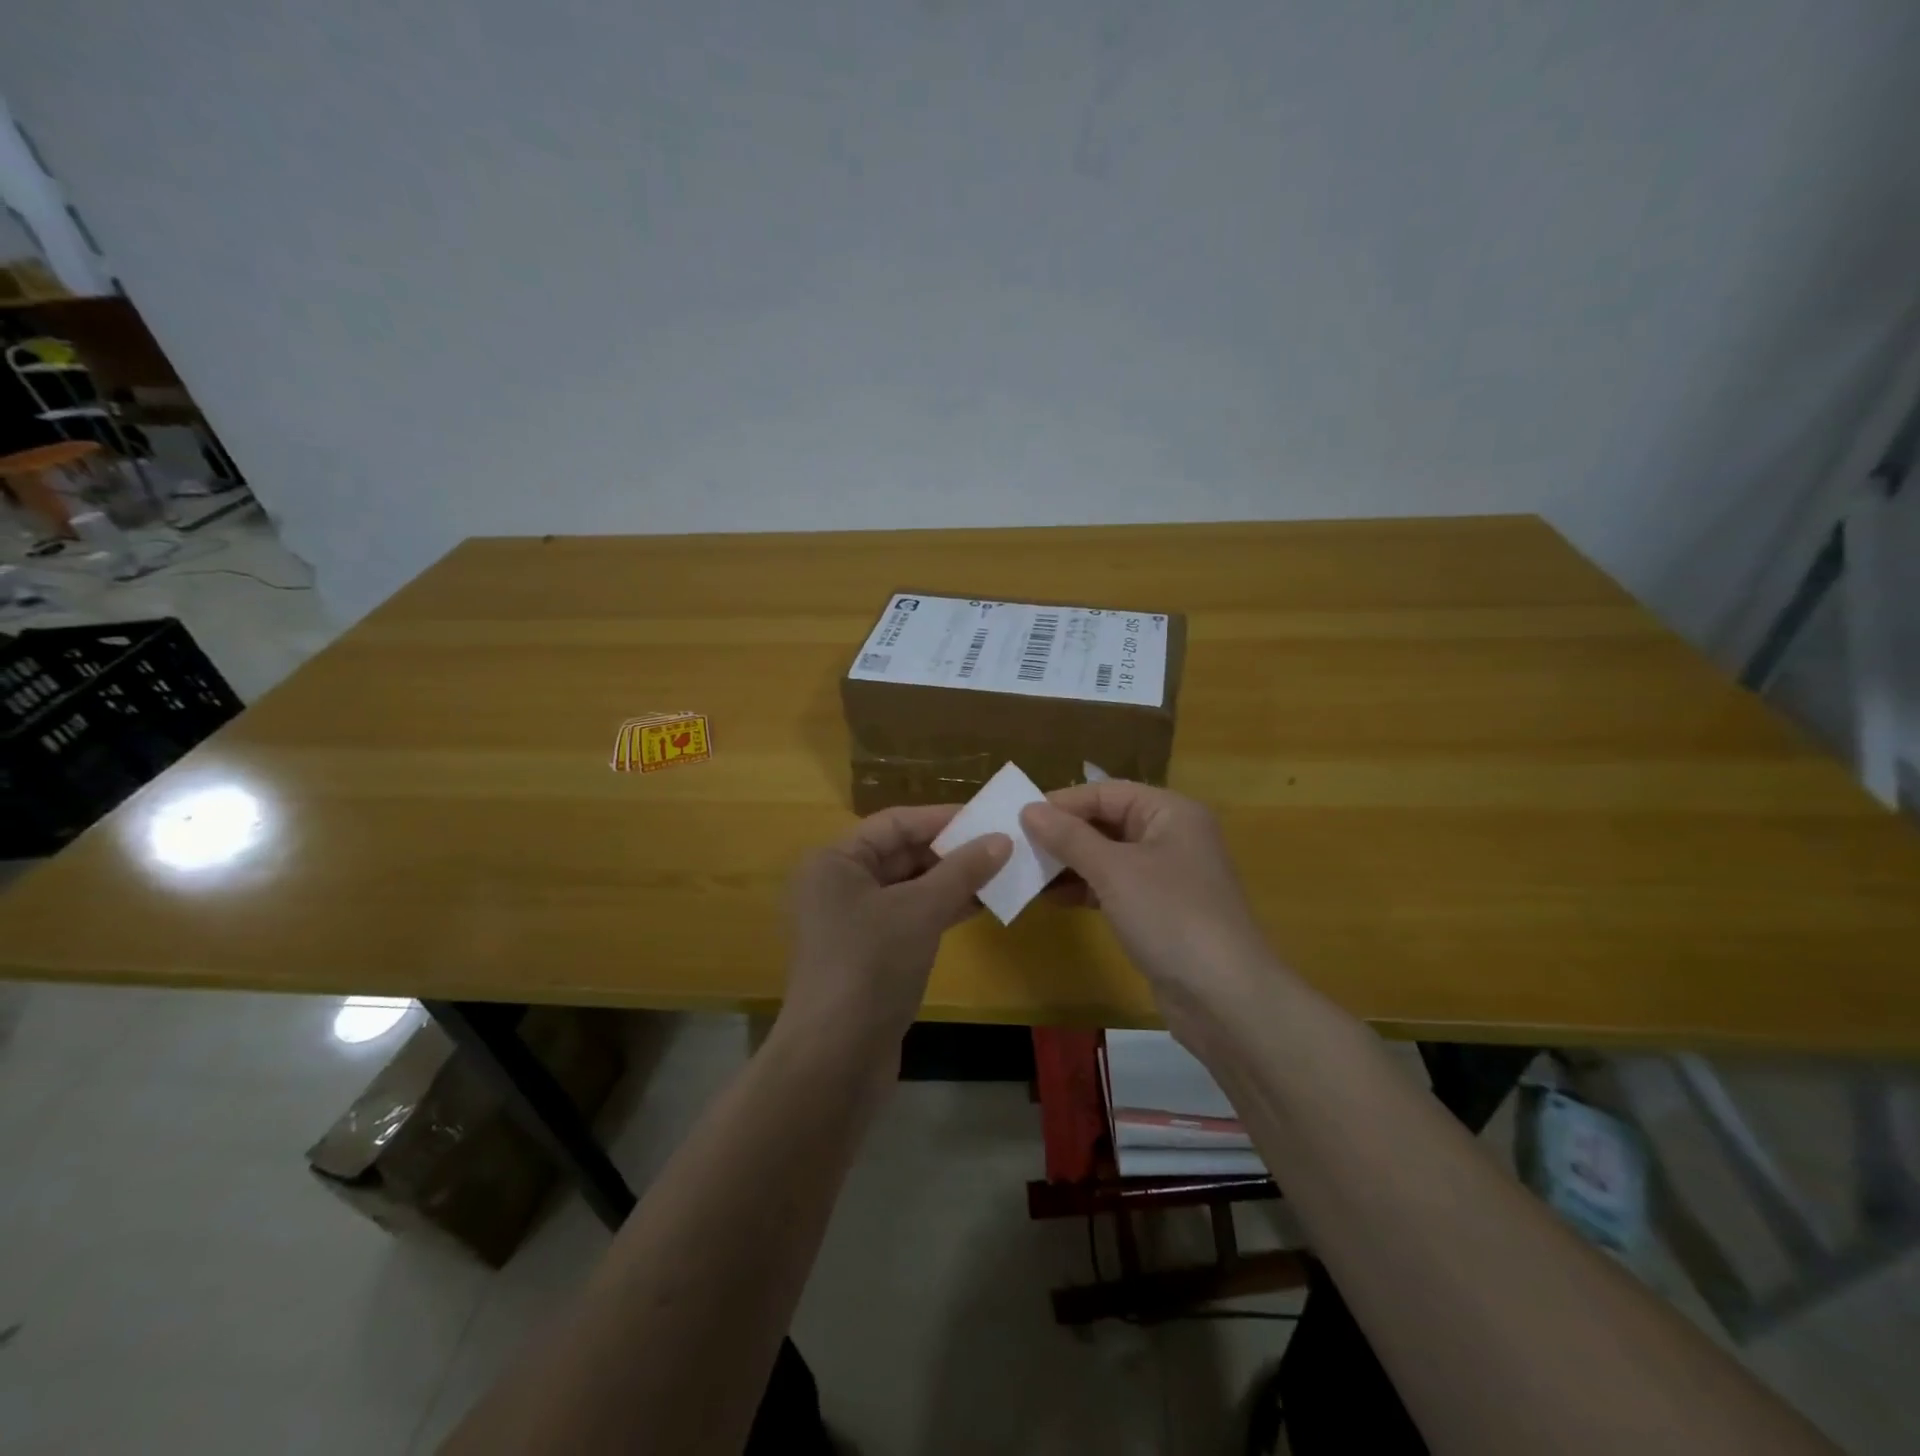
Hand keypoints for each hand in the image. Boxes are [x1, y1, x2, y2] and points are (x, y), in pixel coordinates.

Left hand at [782, 805, 1009, 1057]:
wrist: (836, 1059)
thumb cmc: (871, 965)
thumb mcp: (920, 910)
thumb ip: (962, 871)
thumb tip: (1003, 840)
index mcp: (836, 861)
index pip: (895, 823)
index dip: (942, 818)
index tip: (988, 817)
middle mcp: (839, 885)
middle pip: (902, 853)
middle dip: (951, 851)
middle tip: (1003, 846)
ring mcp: (853, 922)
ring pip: (910, 888)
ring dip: (952, 881)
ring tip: (1002, 873)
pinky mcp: (870, 955)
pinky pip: (910, 918)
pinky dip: (942, 910)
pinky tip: (981, 906)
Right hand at [1021, 783, 1289, 1034]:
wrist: (1224, 997)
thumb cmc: (1170, 916)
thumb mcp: (1114, 871)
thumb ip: (1070, 837)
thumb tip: (1029, 809)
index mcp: (1171, 812)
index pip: (1107, 792)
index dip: (1063, 802)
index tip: (1019, 816)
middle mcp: (1171, 836)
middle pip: (1107, 822)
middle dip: (1064, 834)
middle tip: (1017, 845)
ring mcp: (1167, 876)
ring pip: (1108, 857)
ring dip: (1069, 864)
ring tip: (1026, 872)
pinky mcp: (1159, 911)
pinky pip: (1114, 887)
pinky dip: (1085, 890)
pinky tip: (1051, 899)